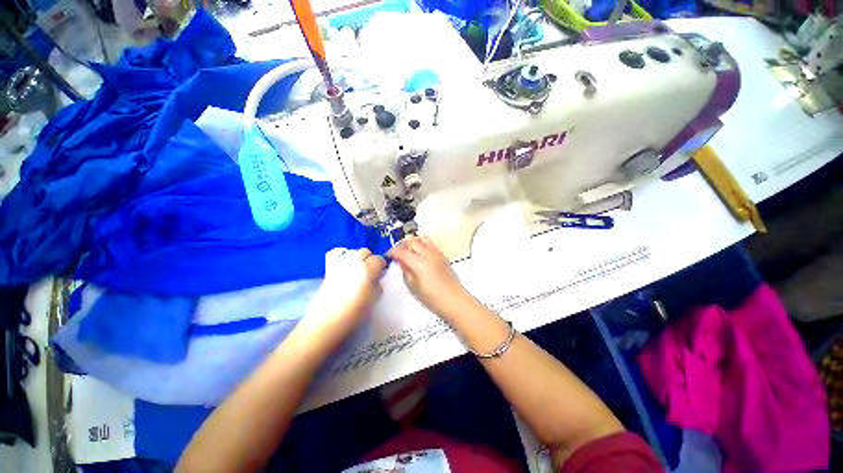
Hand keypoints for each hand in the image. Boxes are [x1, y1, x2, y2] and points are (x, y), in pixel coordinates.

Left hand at [298, 248, 385, 345]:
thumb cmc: (354, 314)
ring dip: (358, 258)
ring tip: (359, 270)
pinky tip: (345, 267)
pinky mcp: (329, 269)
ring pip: (353, 252)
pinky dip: (344, 257)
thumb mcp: (373, 300)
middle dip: (370, 259)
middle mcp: (353, 262)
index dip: (382, 265)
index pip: (379, 259)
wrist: (325, 323)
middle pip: (365, 252)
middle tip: (371, 272)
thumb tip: (377, 278)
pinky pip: (338, 255)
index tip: (382, 273)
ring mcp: (339, 264)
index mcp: (367, 270)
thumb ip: (378, 285)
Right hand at [388, 236, 473, 319]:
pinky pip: (430, 243)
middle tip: (398, 254)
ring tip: (409, 252)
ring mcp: (437, 253)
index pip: (401, 251)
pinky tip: (421, 255)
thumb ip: (405, 271)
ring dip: (413, 243)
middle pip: (412, 240)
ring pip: (422, 238)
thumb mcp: (413, 286)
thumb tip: (401, 261)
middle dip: (402, 245)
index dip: (392, 252)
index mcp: (418, 262)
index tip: (388, 255)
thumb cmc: (432, 298)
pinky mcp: (443, 255)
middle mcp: (428, 253)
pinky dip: (422, 245)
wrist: (454, 300)